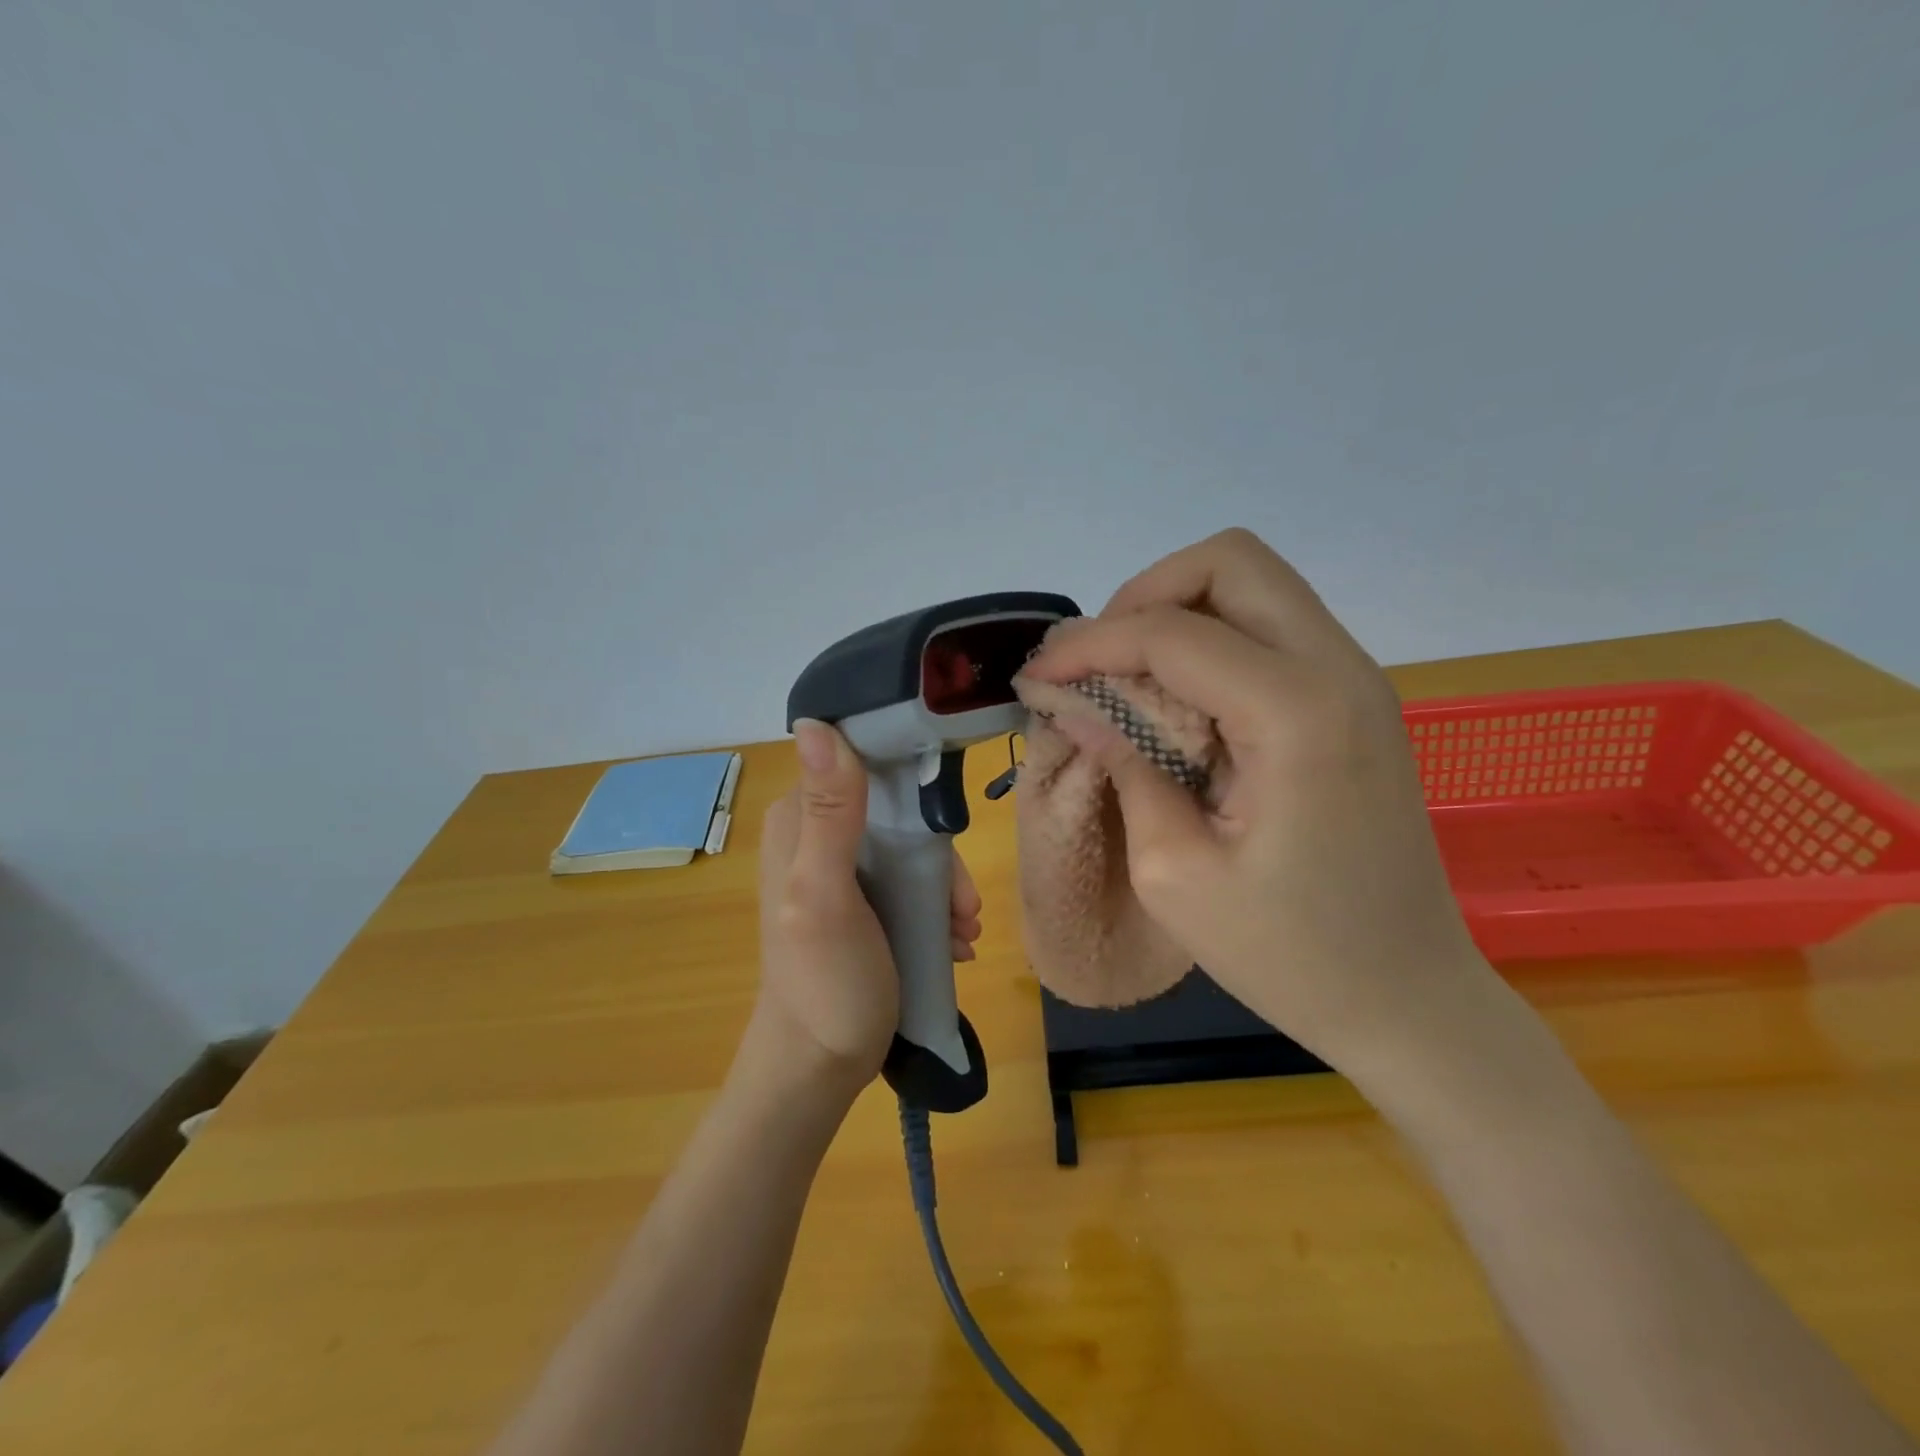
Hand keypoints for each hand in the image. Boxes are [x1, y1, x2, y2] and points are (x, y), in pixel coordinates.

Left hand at [752, 719, 982, 1098]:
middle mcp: (816, 833)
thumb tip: (816, 722)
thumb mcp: (827, 894)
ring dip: (944, 887)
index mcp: (799, 819)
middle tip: (963, 905)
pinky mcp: (861, 900)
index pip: (863, 764)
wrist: (819, 1067)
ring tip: (964, 931)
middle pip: (897, 810)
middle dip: (937, 855)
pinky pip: (909, 881)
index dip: (911, 783)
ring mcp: (840, 868)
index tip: (946, 827)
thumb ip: (829, 812)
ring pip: (910, 848)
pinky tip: (954, 941)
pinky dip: (936, 906)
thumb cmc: (825, 981)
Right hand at [1020, 528, 1492, 1079]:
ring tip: (1127, 676)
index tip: (1037, 676)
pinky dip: (1212, 640)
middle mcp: (1339, 670)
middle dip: (1145, 596)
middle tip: (1098, 660)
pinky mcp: (1355, 700)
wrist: (1408, 999)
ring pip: (1254, 585)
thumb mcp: (1175, 874)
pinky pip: (1272, 628)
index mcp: (1297, 715)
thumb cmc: (1290, 955)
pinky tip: (1177, 699)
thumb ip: (1127, 768)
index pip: (1173, 633)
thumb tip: (1080, 708)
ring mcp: (1357, 679)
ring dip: (1178, 612)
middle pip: (1231, 561)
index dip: (1091, 644)